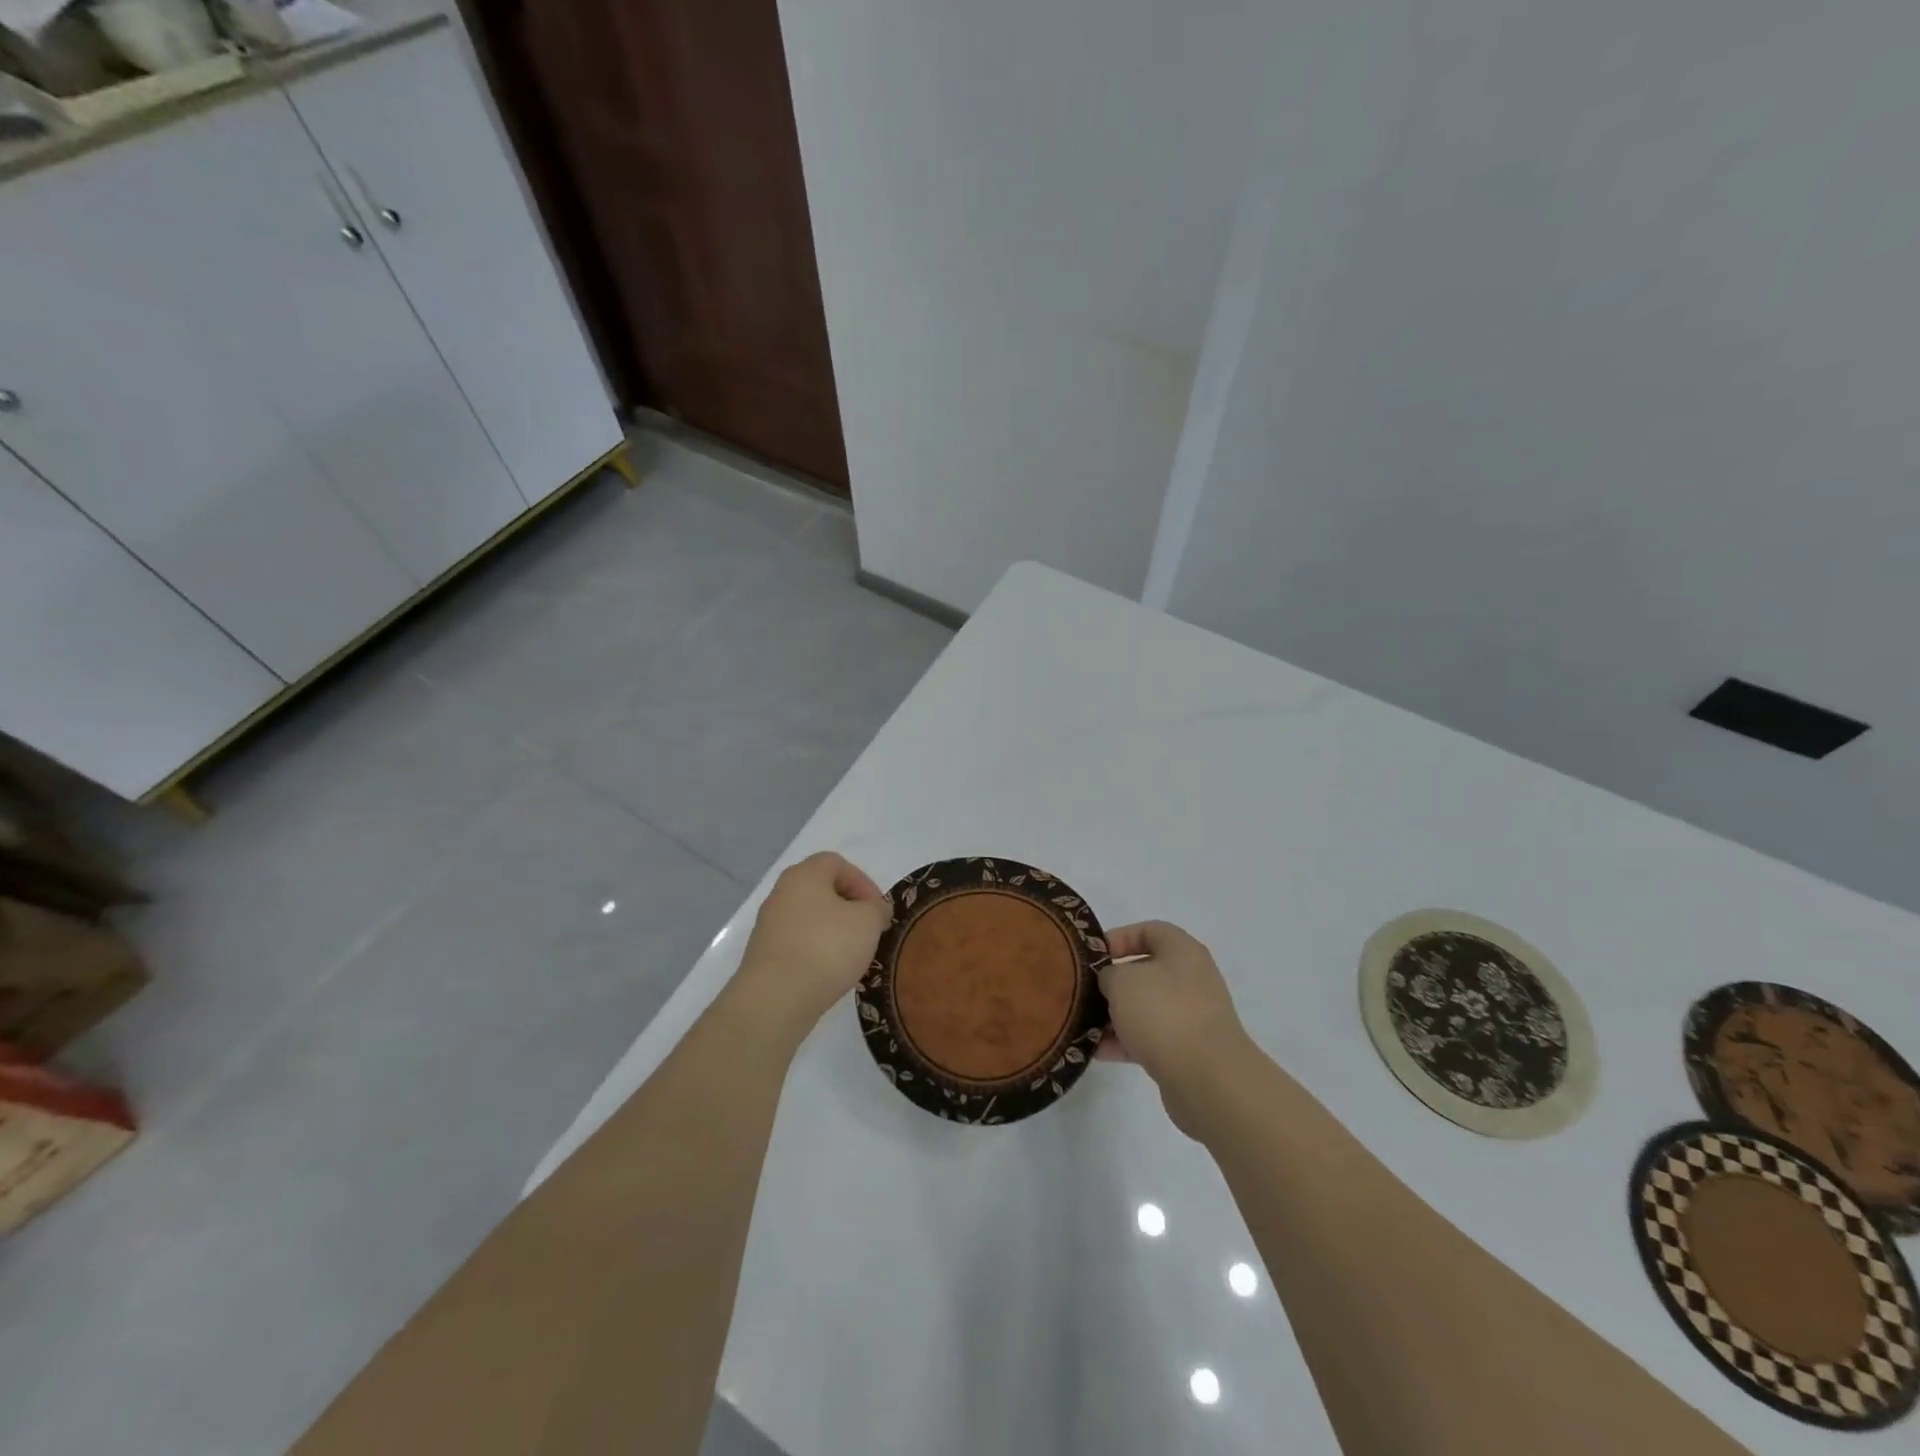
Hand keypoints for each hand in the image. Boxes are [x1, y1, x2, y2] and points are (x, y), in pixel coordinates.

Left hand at [729, 852, 891, 1042]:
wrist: (775, 998)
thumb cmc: (826, 947)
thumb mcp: (868, 922)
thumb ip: (877, 909)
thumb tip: (874, 909)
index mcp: (804, 874)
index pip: (837, 863)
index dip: (863, 882)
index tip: (878, 910)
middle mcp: (781, 893)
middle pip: (821, 890)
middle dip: (849, 907)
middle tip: (868, 930)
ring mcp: (769, 924)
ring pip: (809, 918)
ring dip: (833, 931)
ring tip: (852, 955)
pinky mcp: (764, 954)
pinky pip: (798, 942)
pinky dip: (816, 950)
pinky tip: (830, 972)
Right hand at [1097, 921, 1253, 1137]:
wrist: (1208, 1078)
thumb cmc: (1163, 1013)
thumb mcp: (1121, 981)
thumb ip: (1108, 974)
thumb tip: (1111, 982)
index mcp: (1183, 952)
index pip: (1149, 930)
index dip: (1118, 938)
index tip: (1093, 956)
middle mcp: (1191, 979)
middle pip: (1145, 971)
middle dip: (1113, 982)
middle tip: (1085, 991)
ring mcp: (1192, 1016)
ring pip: (1146, 1008)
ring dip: (1115, 1015)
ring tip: (1085, 1025)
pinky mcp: (1188, 1051)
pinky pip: (1150, 1038)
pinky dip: (1125, 1042)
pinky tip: (1098, 1051)